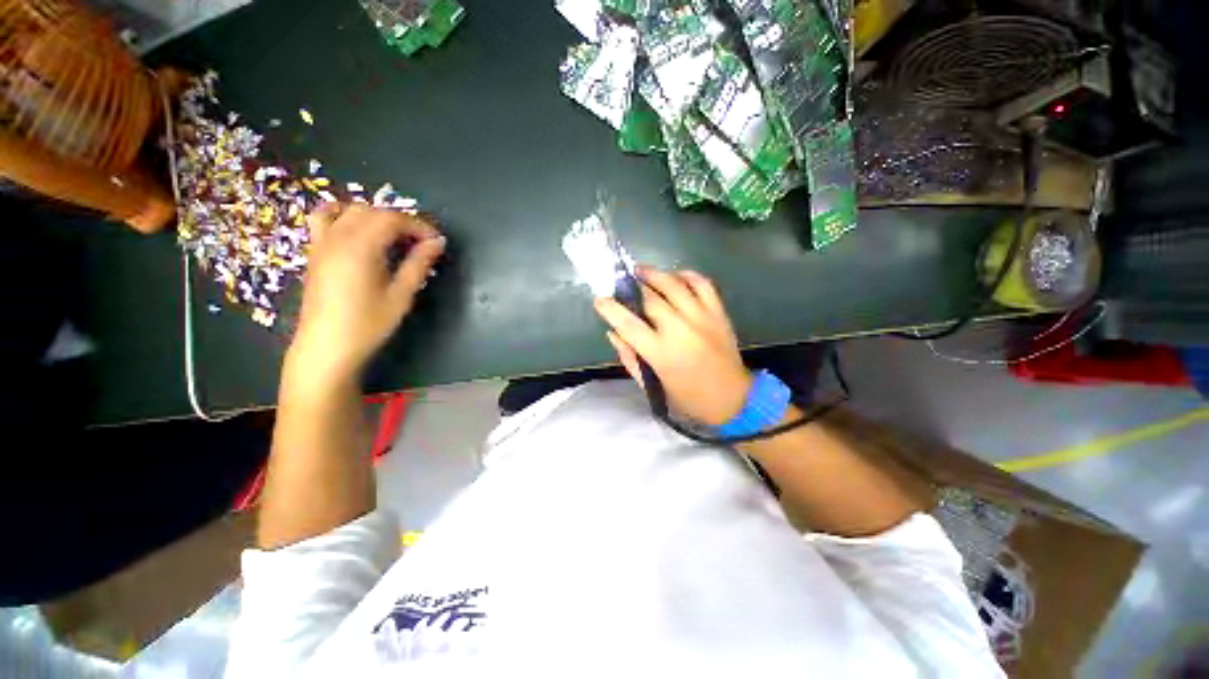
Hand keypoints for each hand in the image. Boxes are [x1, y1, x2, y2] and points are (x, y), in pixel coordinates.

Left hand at [289, 203, 444, 382]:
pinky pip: (324, 219)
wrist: (327, 346)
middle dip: (401, 221)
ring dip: (375, 216)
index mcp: (361, 247)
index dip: (419, 226)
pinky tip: (358, 230)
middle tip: (422, 242)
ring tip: (393, 235)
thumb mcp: (401, 295)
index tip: (437, 241)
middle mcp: (338, 237)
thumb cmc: (368, 324)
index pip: (392, 220)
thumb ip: (419, 264)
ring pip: (349, 210)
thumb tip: (438, 242)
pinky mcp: (315, 252)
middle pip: (372, 212)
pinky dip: (344, 215)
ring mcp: (322, 243)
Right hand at [595, 267, 751, 425]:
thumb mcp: (653, 387)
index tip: (599, 299)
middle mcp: (680, 330)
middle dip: (631, 288)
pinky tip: (674, 276)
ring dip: (654, 274)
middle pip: (649, 299)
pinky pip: (702, 284)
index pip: (628, 324)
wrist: (734, 399)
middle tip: (620, 283)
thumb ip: (630, 359)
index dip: (610, 309)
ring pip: (674, 285)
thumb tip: (613, 333)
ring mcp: (702, 318)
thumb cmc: (688, 399)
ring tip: (641, 270)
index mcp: (661, 353)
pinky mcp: (718, 313)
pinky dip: (687, 275)